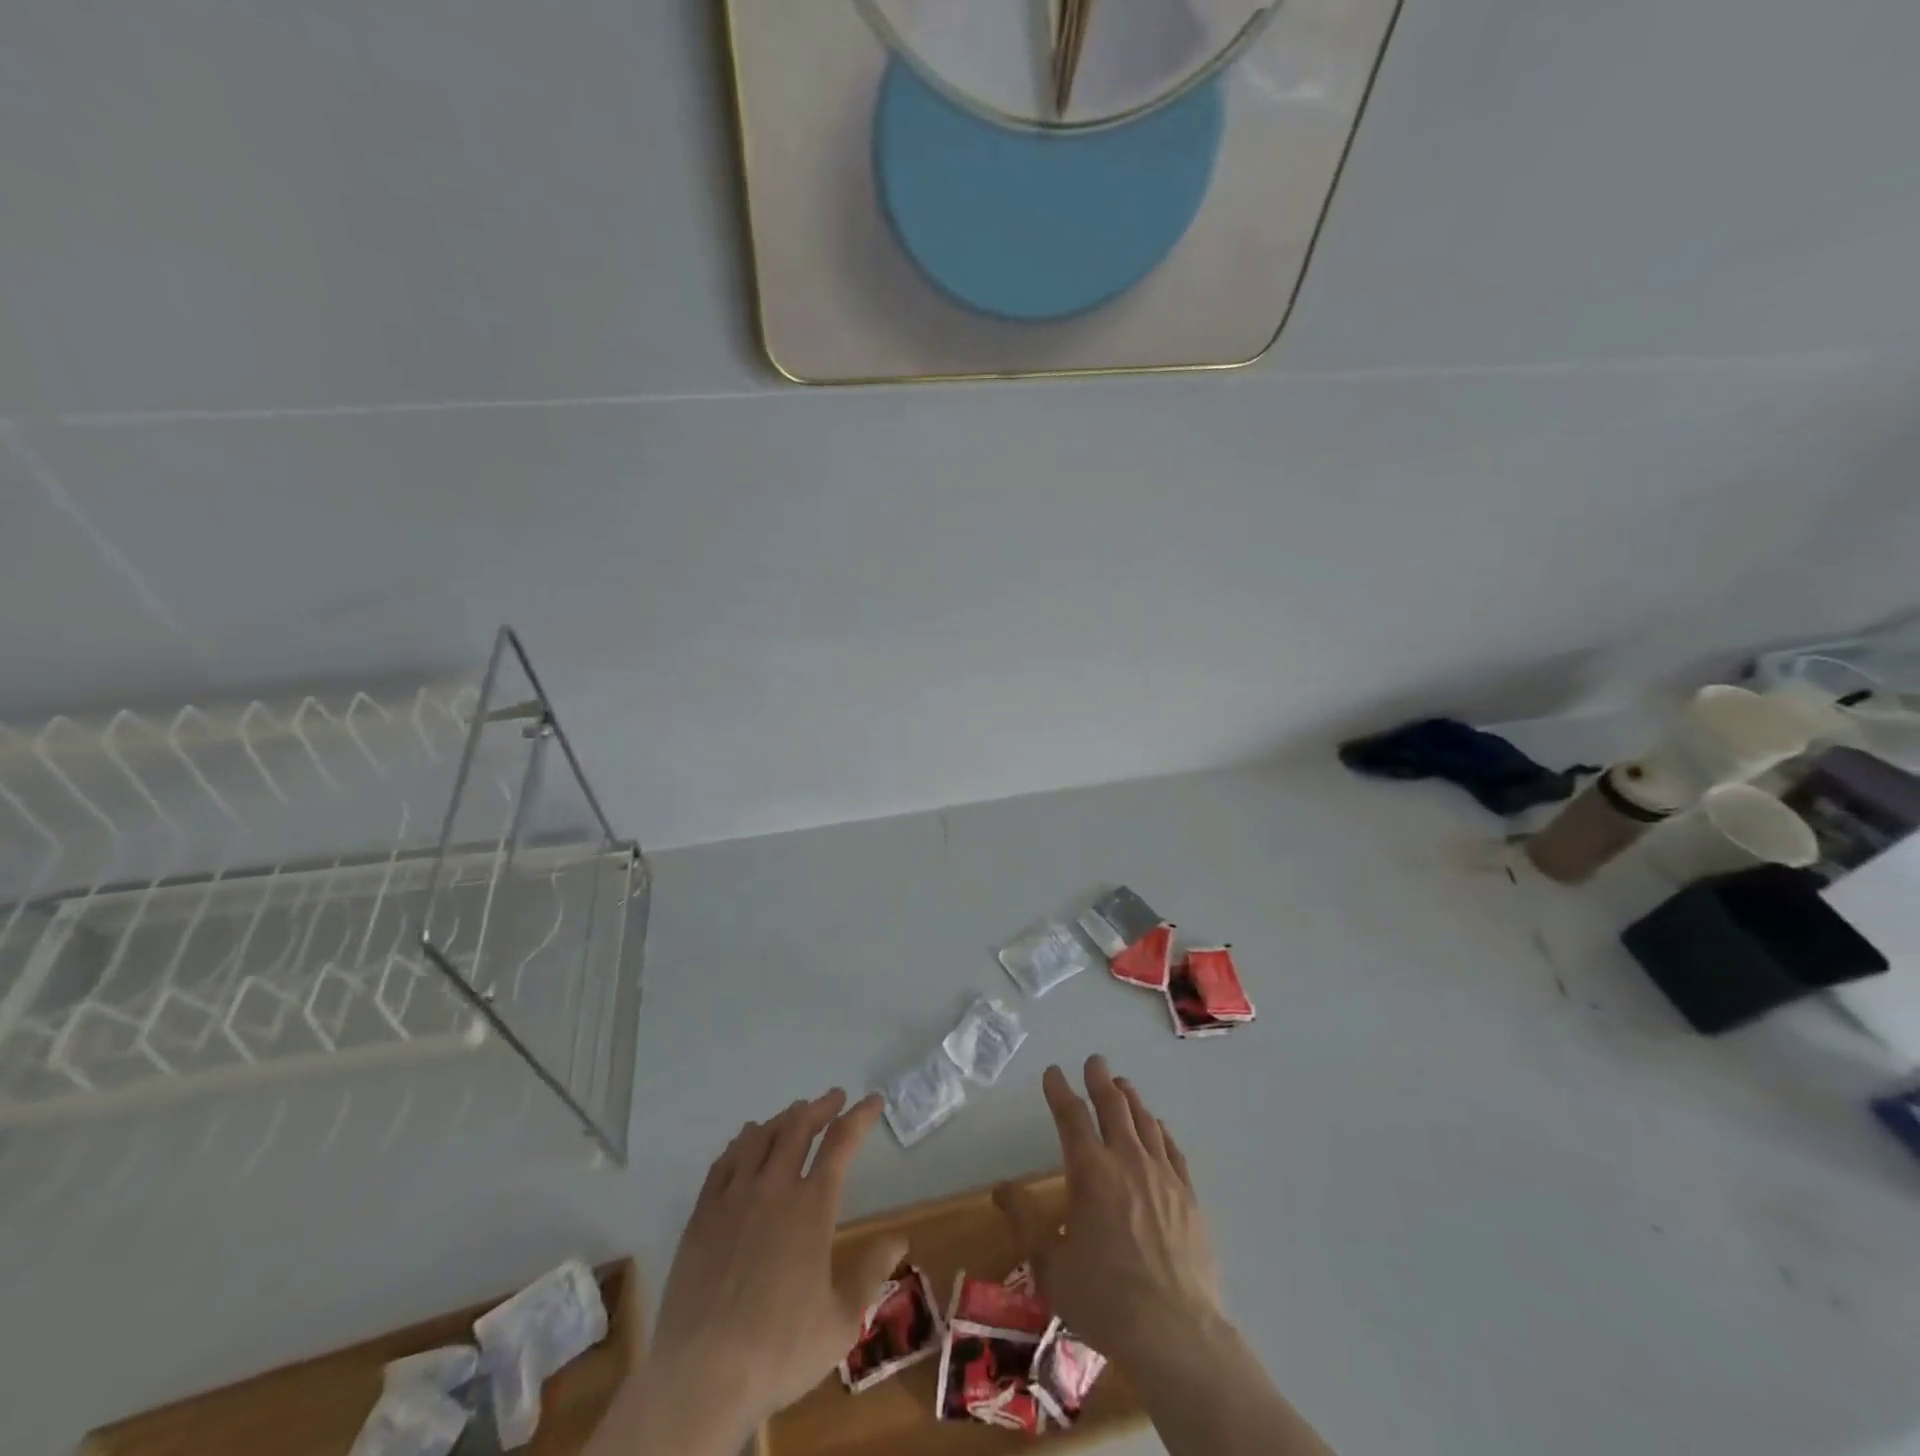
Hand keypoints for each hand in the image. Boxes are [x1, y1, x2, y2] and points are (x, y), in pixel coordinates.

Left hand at [637, 1089, 903, 1446]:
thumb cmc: (780, 1349)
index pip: (842, 1143)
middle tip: (833, 1098)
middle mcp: (774, 1188)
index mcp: (812, 1206)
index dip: (860, 1116)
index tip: (873, 1101)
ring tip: (794, 1113)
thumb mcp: (841, 1320)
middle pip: (798, 1127)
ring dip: (782, 1119)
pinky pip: (723, 1162)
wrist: (702, 1377)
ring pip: (759, 1137)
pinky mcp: (702, 1215)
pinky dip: (740, 1142)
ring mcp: (734, 1198)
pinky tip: (745, 1141)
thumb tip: (899, 1239)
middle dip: (820, 1107)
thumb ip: (871, 1272)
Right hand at [995, 1056, 1221, 1366]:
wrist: (1176, 1333)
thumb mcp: (1050, 1265)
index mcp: (1090, 1171)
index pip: (1071, 1117)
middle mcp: (1127, 1160)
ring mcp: (1162, 1176)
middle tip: (1094, 1061)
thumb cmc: (1104, 1299)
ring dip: (1130, 1098)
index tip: (1052, 1072)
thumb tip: (1001, 1189)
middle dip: (1099, 1079)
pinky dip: (1160, 1130)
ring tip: (1122, 1084)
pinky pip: (1172, 1149)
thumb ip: (1025, 1221)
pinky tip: (1157, 1127)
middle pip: (1113, 1106)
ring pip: (1144, 1121)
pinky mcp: (1189, 1196)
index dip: (1059, 1090)